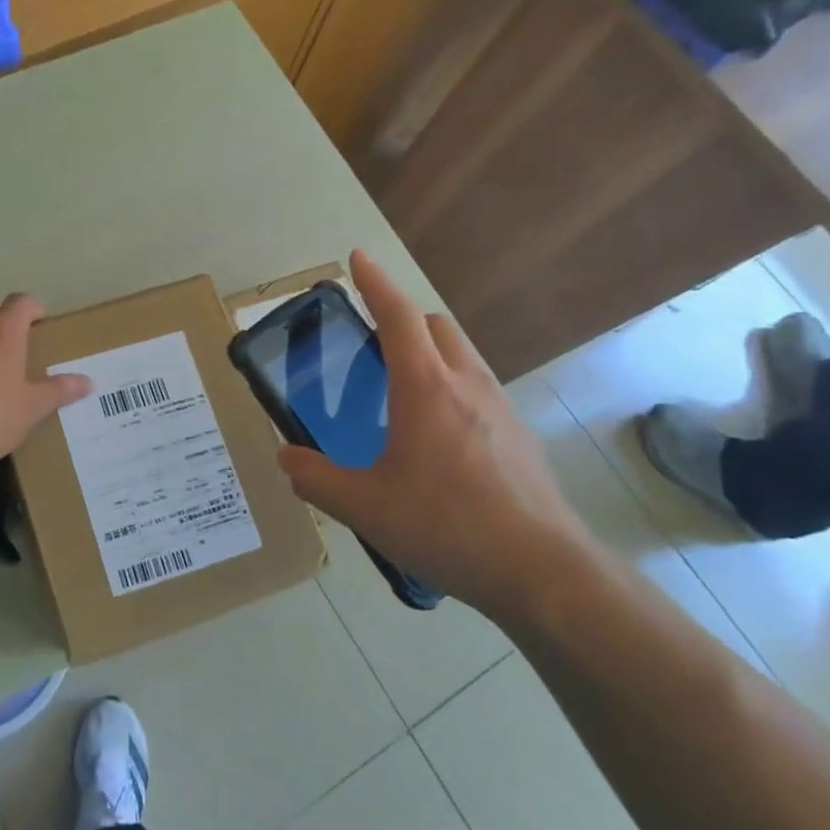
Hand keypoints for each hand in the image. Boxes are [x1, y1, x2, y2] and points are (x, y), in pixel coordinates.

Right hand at [275, 251, 593, 617]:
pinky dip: (452, 387)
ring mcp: (501, 409)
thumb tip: (286, 459)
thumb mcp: (364, 506)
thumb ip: (316, 479)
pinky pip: (479, 389)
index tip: (358, 258)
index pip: (398, 316)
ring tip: (401, 391)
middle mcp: (467, 385)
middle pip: (436, 326)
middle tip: (371, 344)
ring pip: (462, 355)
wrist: (542, 571)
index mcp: (426, 388)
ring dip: (430, 352)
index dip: (375, 283)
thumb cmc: (446, 525)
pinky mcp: (519, 437)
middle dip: (402, 319)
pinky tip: (438, 438)